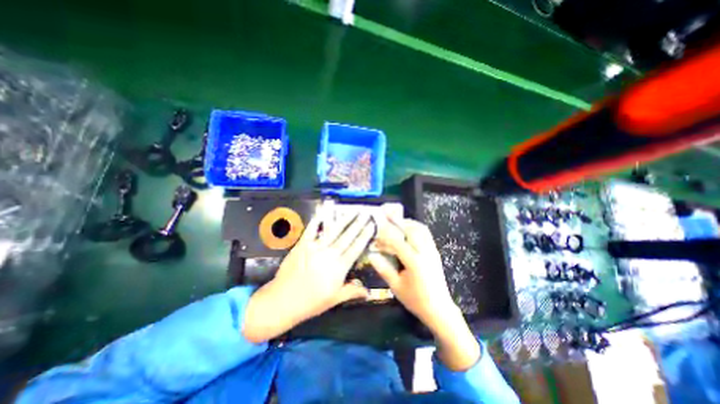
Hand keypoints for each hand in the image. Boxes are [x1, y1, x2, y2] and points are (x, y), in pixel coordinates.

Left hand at [244, 209, 374, 343]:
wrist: (282, 301)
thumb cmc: (311, 302)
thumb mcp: (335, 299)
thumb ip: (353, 291)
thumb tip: (369, 293)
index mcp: (339, 267)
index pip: (356, 248)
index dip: (365, 236)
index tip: (371, 226)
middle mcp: (329, 254)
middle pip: (347, 236)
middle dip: (358, 224)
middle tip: (365, 213)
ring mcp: (315, 247)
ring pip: (333, 231)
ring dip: (343, 220)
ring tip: (352, 211)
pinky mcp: (302, 245)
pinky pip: (311, 230)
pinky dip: (317, 220)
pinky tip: (323, 212)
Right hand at [368, 217, 479, 370]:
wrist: (439, 309)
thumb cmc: (416, 300)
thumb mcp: (396, 287)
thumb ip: (383, 269)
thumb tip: (371, 255)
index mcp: (414, 262)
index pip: (397, 241)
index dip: (385, 236)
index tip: (376, 232)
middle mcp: (425, 252)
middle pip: (412, 229)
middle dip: (398, 222)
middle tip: (387, 219)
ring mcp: (432, 251)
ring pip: (421, 229)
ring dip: (408, 223)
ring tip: (396, 224)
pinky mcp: (435, 252)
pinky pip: (426, 234)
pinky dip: (416, 228)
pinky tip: (408, 232)